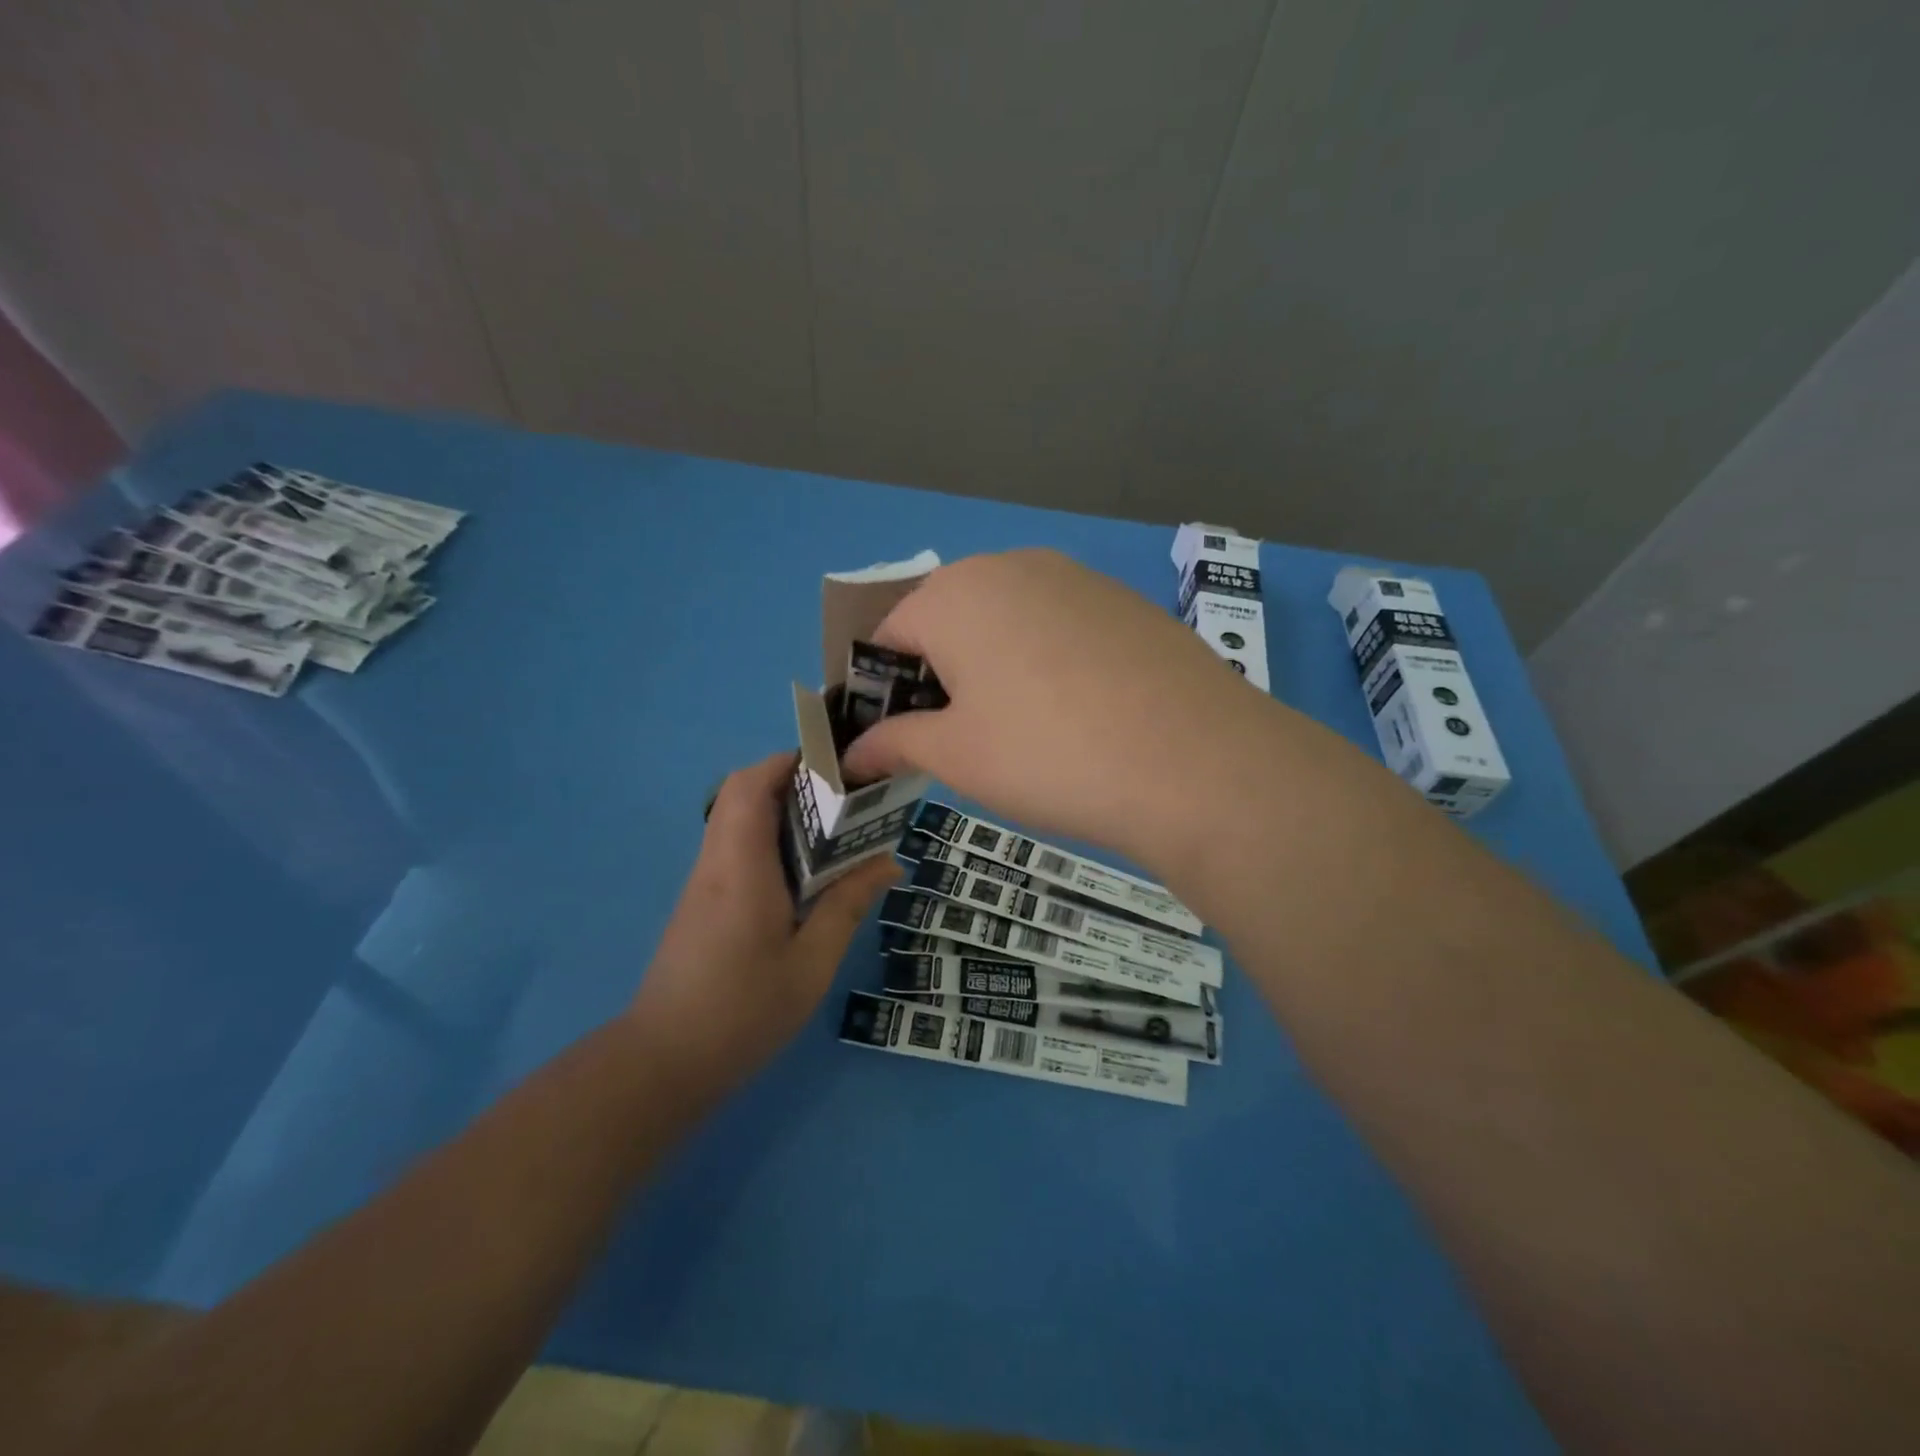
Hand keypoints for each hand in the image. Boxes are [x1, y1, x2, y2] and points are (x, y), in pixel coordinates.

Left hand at [627, 753, 897, 1097]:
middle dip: (790, 781)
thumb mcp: (811, 963)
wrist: (664, 1061)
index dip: (788, 762)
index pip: (751, 786)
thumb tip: (888, 862)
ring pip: (735, 819)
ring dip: (779, 810)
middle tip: (842, 800)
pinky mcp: (700, 903)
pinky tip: (803, 874)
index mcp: (741, 868)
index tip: (834, 766)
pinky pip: (734, 848)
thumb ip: (847, 906)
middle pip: (741, 794)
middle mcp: (716, 863)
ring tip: (832, 832)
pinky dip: (768, 839)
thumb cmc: (743, 1011)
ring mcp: (702, 883)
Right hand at [841, 550, 1270, 864]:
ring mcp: (1077, 578)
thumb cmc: (1047, 755)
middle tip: (962, 740)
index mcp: (955, 593)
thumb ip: (895, 742)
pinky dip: (1048, 663)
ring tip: (1024, 733)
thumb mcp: (956, 756)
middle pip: (949, 620)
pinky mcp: (1125, 602)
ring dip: (995, 669)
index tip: (896, 738)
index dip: (882, 688)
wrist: (1195, 762)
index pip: (890, 634)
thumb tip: (852, 752)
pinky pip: (1061, 628)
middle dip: (940, 676)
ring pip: (1008, 622)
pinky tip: (1079, 714)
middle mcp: (1013, 566)